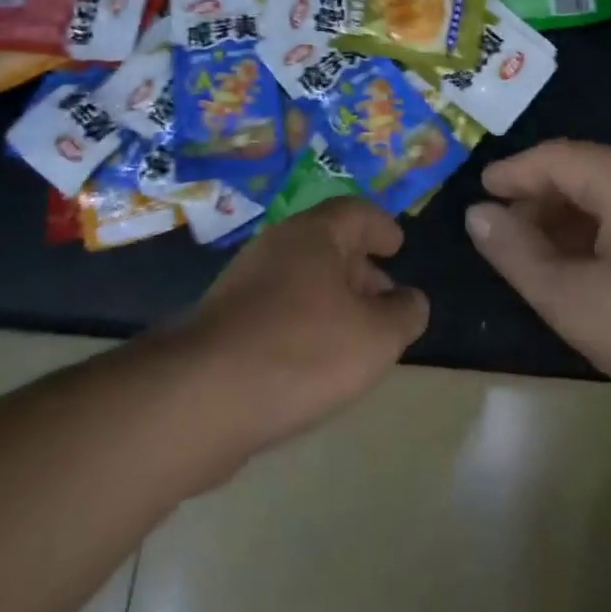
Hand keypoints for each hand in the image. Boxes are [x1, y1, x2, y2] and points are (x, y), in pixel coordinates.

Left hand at [176, 199, 428, 454]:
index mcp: (313, 235)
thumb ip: (404, 314)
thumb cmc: (302, 351)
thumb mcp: (376, 337)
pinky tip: (314, 363)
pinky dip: (304, 324)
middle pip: (327, 245)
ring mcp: (243, 285)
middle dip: (361, 269)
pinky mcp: (223, 324)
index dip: (381, 227)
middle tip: (385, 300)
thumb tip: (411, 301)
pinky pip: (277, 311)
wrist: (199, 398)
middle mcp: (276, 248)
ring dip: (332, 301)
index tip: (398, 246)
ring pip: (301, 280)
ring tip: (356, 337)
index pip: (356, 212)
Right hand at [467, 139, 610, 434]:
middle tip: (504, 235)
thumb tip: (478, 215)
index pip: (554, 157)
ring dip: (568, 218)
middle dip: (538, 198)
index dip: (512, 174)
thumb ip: (518, 254)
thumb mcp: (575, 301)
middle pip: (583, 170)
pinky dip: (600, 232)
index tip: (479, 197)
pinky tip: (587, 268)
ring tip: (538, 255)